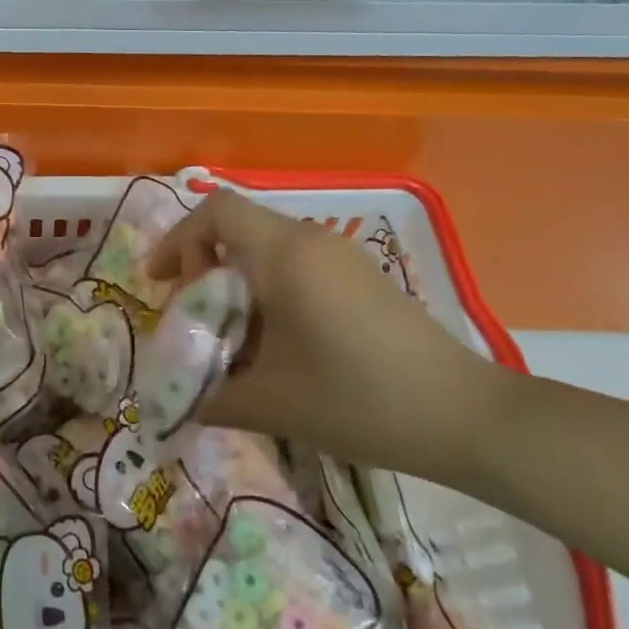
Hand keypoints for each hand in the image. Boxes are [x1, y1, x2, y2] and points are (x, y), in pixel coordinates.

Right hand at [148, 189, 513, 478]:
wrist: (464, 417)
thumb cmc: (357, 399)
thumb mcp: (272, 403)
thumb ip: (210, 395)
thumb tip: (175, 400)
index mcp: (284, 255)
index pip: (216, 212)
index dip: (179, 239)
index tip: (164, 283)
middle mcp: (311, 240)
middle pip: (237, 226)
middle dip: (202, 264)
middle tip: (194, 314)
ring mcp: (341, 255)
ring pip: (267, 245)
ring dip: (237, 278)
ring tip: (232, 333)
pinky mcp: (362, 276)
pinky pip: (297, 262)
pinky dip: (269, 287)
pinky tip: (278, 341)